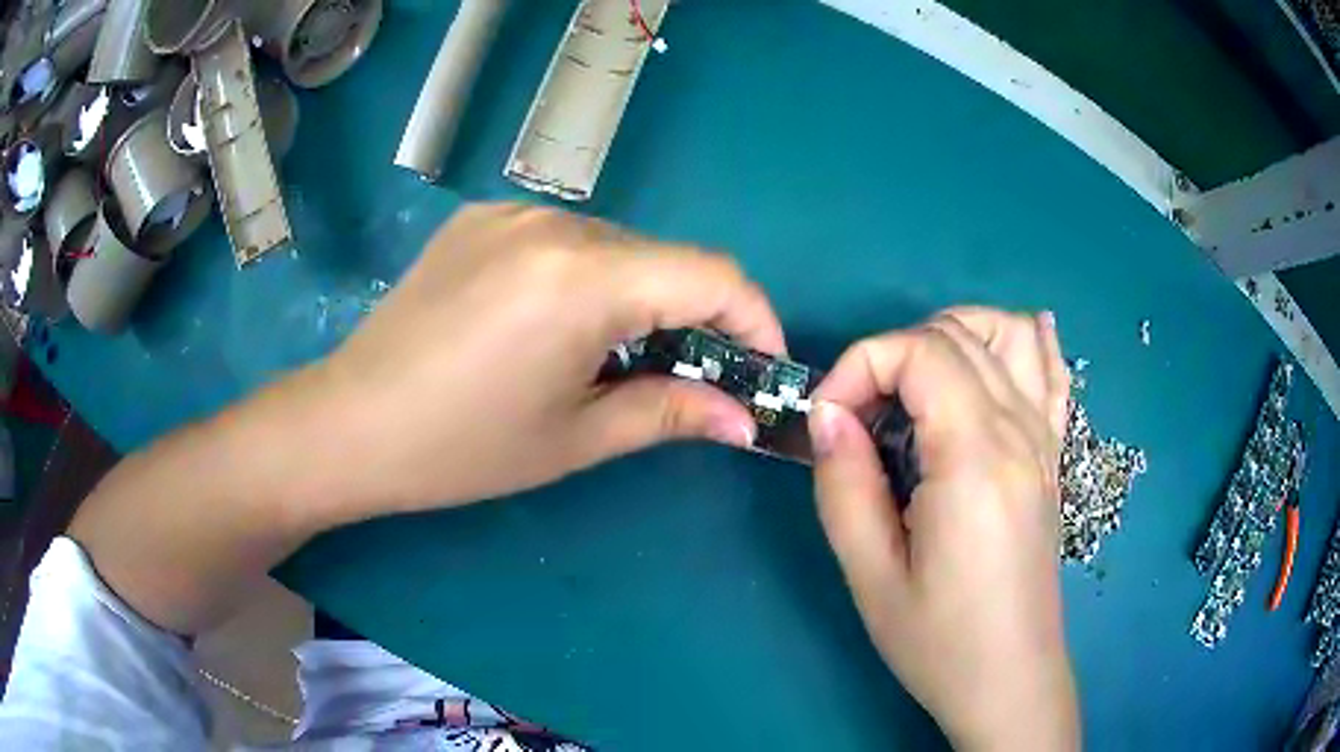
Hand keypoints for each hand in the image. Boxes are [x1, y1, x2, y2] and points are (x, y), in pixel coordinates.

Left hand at [316, 203, 785, 515]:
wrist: (349, 423)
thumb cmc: (461, 448)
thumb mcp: (575, 439)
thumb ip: (671, 413)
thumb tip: (743, 421)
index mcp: (584, 278)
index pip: (713, 275)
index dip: (755, 320)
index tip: (761, 369)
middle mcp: (555, 225)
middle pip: (665, 258)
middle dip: (697, 316)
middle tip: (693, 378)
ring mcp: (511, 215)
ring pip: (617, 247)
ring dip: (642, 297)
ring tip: (620, 357)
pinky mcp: (480, 220)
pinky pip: (565, 241)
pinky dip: (590, 279)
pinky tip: (558, 326)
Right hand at [808, 307, 1076, 749]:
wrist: (1011, 678)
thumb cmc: (940, 641)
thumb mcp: (872, 577)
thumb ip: (844, 485)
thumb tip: (827, 414)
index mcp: (976, 459)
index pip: (920, 351)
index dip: (861, 365)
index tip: (828, 418)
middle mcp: (1020, 431)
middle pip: (957, 334)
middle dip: (892, 355)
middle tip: (860, 418)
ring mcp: (1045, 439)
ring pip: (1008, 332)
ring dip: (953, 335)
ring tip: (916, 384)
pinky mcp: (1053, 455)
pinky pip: (1051, 369)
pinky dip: (1023, 341)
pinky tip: (1002, 351)